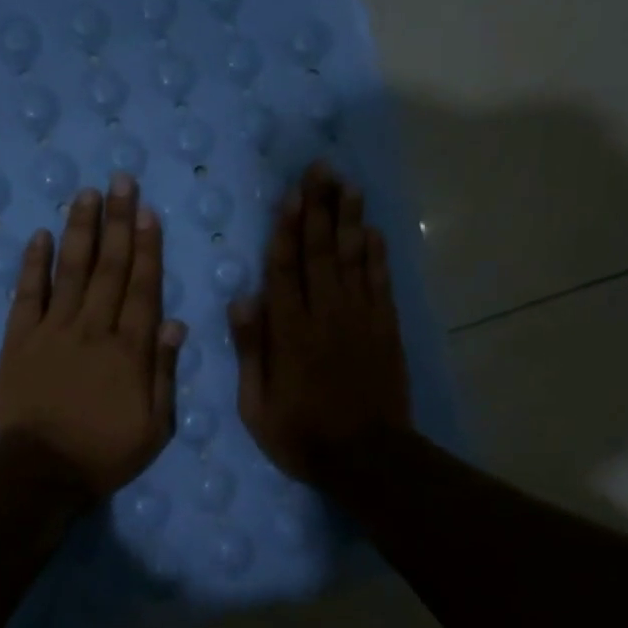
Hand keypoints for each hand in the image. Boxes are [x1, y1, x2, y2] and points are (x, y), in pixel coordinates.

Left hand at [0, 175, 186, 498]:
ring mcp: (52, 330)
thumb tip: (175, 323)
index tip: (148, 212)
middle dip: (118, 222)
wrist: (38, 471)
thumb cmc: (102, 454)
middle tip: (122, 181)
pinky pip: (27, 293)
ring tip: (87, 194)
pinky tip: (40, 236)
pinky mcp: (19, 340)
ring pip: (71, 270)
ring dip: (81, 230)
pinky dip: (34, 264)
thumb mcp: (153, 427)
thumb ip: (163, 373)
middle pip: (109, 268)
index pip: (142, 288)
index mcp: (129, 350)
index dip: (147, 247)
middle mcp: (93, 329)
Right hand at [230, 161, 411, 482]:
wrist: (367, 458)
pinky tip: (372, 230)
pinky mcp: (386, 329)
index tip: (290, 195)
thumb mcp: (256, 405)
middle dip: (319, 208)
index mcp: (290, 333)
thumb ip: (251, 350)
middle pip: (321, 252)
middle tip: (321, 169)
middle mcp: (326, 315)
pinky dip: (376, 254)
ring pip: (353, 259)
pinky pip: (380, 282)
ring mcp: (361, 319)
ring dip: (350, 219)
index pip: (285, 270)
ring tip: (347, 185)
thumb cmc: (301, 435)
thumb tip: (242, 298)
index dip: (287, 230)